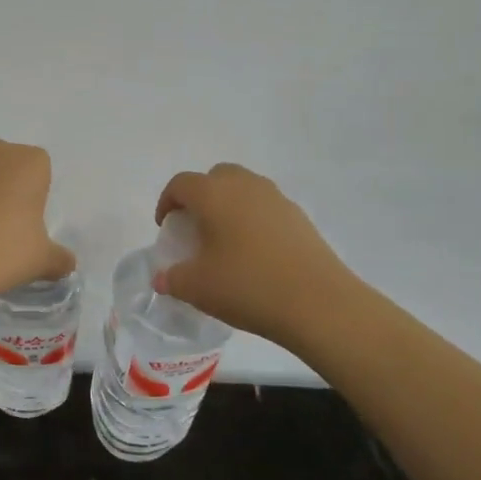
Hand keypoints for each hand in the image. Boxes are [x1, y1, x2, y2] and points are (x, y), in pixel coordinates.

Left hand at [0, 139, 74, 300]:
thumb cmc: (5, 250)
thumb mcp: (43, 260)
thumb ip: (59, 258)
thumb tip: (67, 264)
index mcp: (29, 161)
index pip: (41, 168)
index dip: (37, 194)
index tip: (31, 221)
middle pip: (8, 165)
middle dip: (9, 186)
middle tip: (9, 224)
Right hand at [153, 163, 354, 347]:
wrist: (318, 303)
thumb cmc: (247, 286)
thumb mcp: (197, 288)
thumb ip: (172, 279)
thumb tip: (162, 279)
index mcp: (214, 194)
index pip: (181, 184)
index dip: (167, 202)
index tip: (166, 227)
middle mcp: (245, 186)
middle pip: (215, 177)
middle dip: (200, 196)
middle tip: (196, 226)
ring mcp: (277, 199)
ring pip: (244, 189)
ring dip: (229, 205)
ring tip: (226, 240)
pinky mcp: (300, 217)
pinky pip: (266, 207)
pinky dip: (253, 220)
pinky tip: (255, 253)